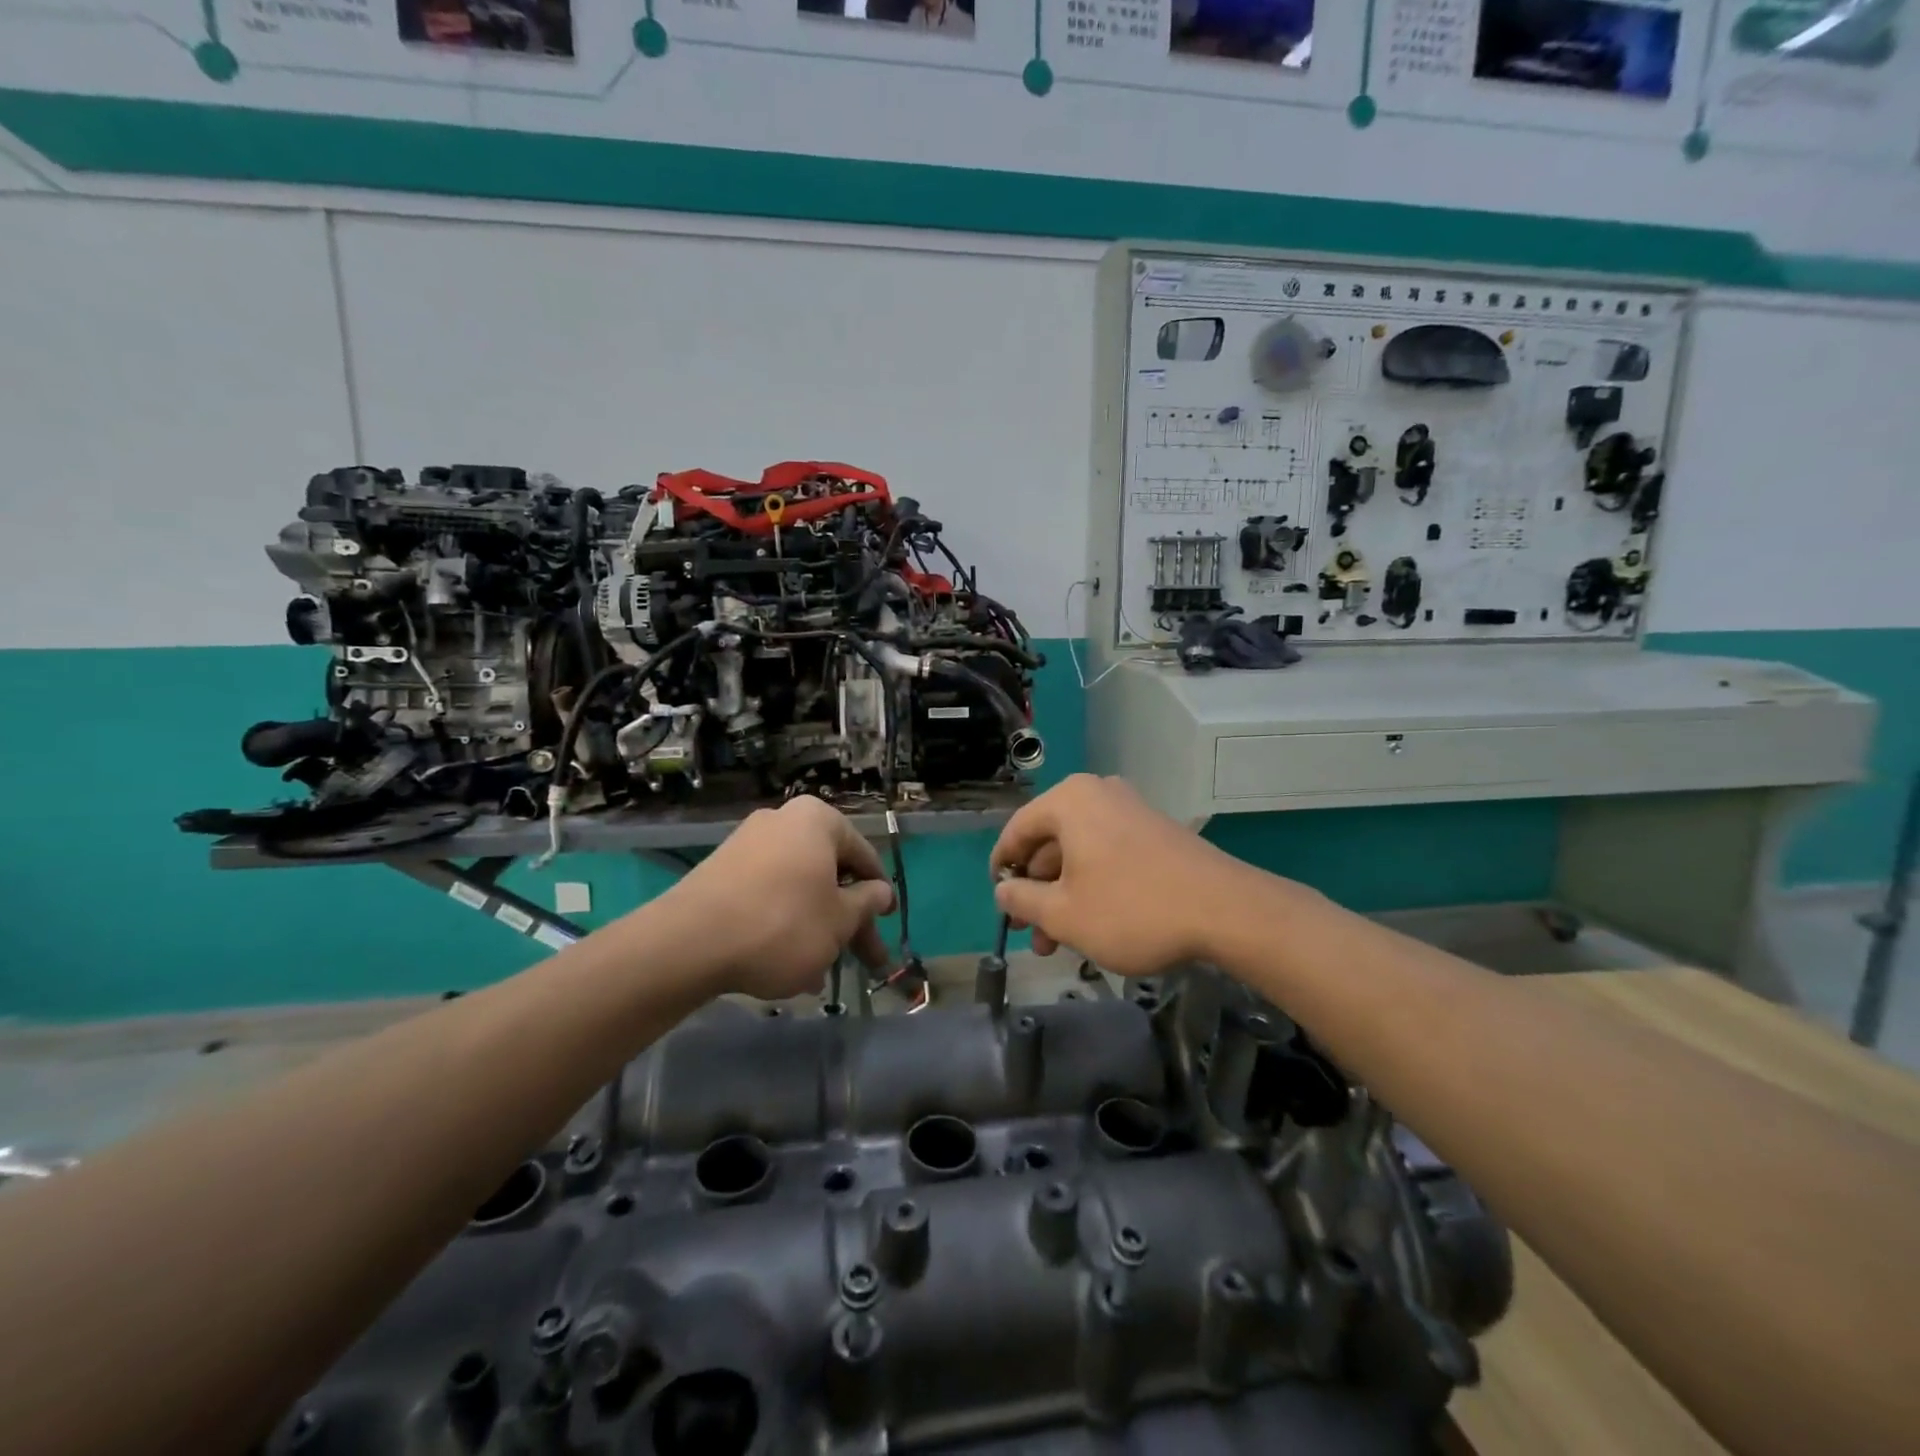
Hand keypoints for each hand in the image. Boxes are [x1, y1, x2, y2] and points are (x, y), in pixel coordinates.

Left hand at [655, 797, 896, 999]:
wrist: (690, 943)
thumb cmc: (783, 924)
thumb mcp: (839, 921)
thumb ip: (866, 904)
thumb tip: (880, 892)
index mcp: (818, 820)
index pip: (864, 855)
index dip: (880, 893)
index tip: (887, 922)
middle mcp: (782, 822)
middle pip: (829, 874)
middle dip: (848, 920)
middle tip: (864, 959)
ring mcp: (748, 846)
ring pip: (799, 889)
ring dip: (817, 928)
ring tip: (822, 974)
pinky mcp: (721, 873)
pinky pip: (768, 897)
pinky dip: (784, 925)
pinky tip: (789, 967)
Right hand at [990, 774, 1279, 976]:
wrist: (1225, 911)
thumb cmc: (1131, 908)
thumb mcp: (1064, 913)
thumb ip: (1022, 900)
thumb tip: (1003, 890)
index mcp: (1070, 801)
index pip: (1017, 830)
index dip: (1002, 868)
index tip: (998, 901)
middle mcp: (1098, 794)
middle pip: (1050, 842)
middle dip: (1037, 892)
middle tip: (1031, 934)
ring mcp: (1131, 811)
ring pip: (1079, 854)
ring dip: (1063, 896)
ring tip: (1059, 944)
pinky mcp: (1155, 832)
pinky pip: (1108, 854)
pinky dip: (1092, 886)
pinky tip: (1092, 925)